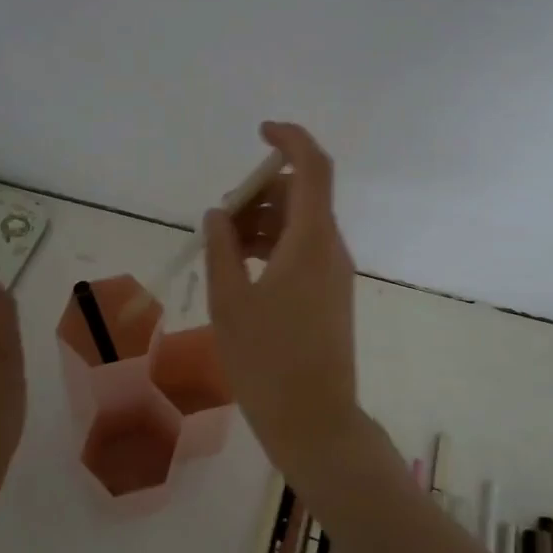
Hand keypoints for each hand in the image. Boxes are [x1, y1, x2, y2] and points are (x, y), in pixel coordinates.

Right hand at [204, 123, 360, 478]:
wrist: (315, 421)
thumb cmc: (266, 361)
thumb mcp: (229, 301)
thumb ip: (221, 249)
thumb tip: (218, 215)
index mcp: (311, 241)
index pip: (313, 167)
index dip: (290, 139)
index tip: (258, 131)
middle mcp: (331, 248)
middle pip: (303, 195)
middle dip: (261, 192)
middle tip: (222, 219)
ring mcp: (334, 273)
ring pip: (301, 225)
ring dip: (264, 222)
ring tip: (224, 249)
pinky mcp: (331, 295)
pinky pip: (304, 251)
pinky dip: (274, 246)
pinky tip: (242, 271)